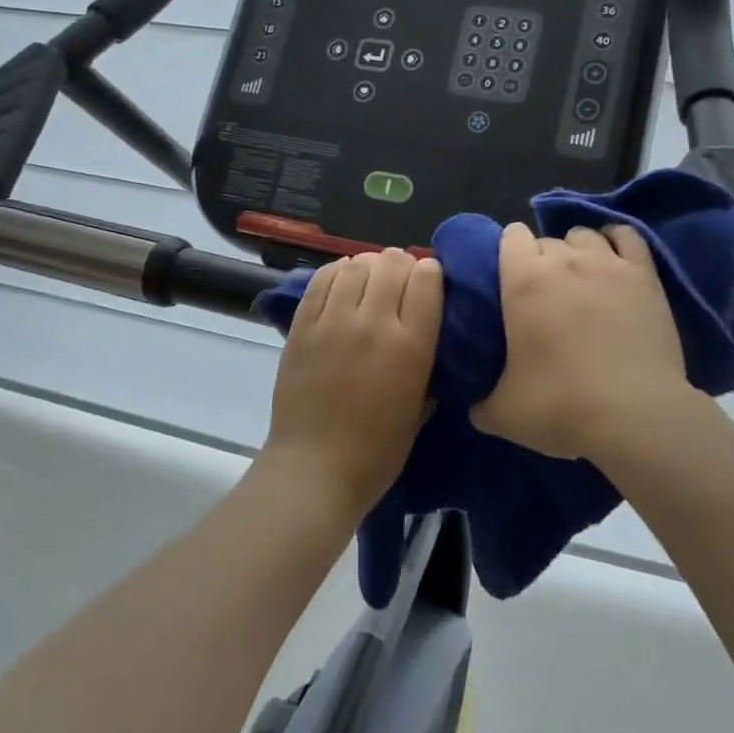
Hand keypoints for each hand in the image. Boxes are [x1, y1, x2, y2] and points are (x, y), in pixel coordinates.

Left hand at [264, 249, 443, 520]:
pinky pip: (322, 279)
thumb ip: (429, 365)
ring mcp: (333, 321)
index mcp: (411, 346)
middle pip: (392, 262)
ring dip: (369, 266)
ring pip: (356, 264)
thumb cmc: (377, 451)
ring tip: (369, 281)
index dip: (431, 273)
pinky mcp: (302, 325)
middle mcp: (374, 324)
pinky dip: (337, 272)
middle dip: (402, 265)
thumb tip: (427, 333)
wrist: (315, 469)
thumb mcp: (421, 408)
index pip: (427, 279)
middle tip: (399, 281)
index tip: (429, 283)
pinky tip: (342, 283)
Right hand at [472, 223, 694, 461]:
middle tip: (543, 296)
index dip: (508, 252)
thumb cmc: (561, 406)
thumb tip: (476, 405)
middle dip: (542, 260)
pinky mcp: (644, 276)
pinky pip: (628, 236)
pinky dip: (616, 242)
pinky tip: (613, 261)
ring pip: (585, 235)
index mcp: (523, 280)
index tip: (509, 280)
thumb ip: (481, 403)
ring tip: (579, 279)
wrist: (635, 415)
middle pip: (546, 240)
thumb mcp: (502, 413)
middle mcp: (564, 260)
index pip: (511, 236)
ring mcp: (608, 264)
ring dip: (577, 250)